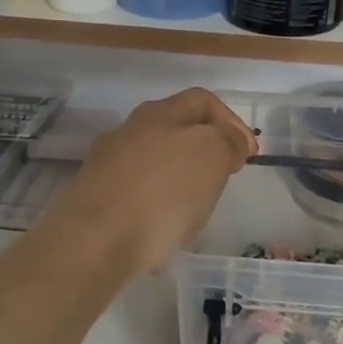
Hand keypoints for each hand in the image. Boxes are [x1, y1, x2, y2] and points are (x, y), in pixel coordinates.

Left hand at [41, 89, 256, 275]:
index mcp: (158, 113)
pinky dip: (158, 206)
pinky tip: (165, 229)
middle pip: (176, 130)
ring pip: (155, 163)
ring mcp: (107, 166)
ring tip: (195, 210)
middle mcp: (128, 132)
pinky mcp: (95, 201)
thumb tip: (230, 140)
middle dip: (205, 151)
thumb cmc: (161, 193)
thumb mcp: (211, 155)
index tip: (249, 154)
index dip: (231, 122)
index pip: (202, 101)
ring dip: (181, 180)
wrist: (93, 243)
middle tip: (223, 180)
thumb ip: (227, 140)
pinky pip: (138, 195)